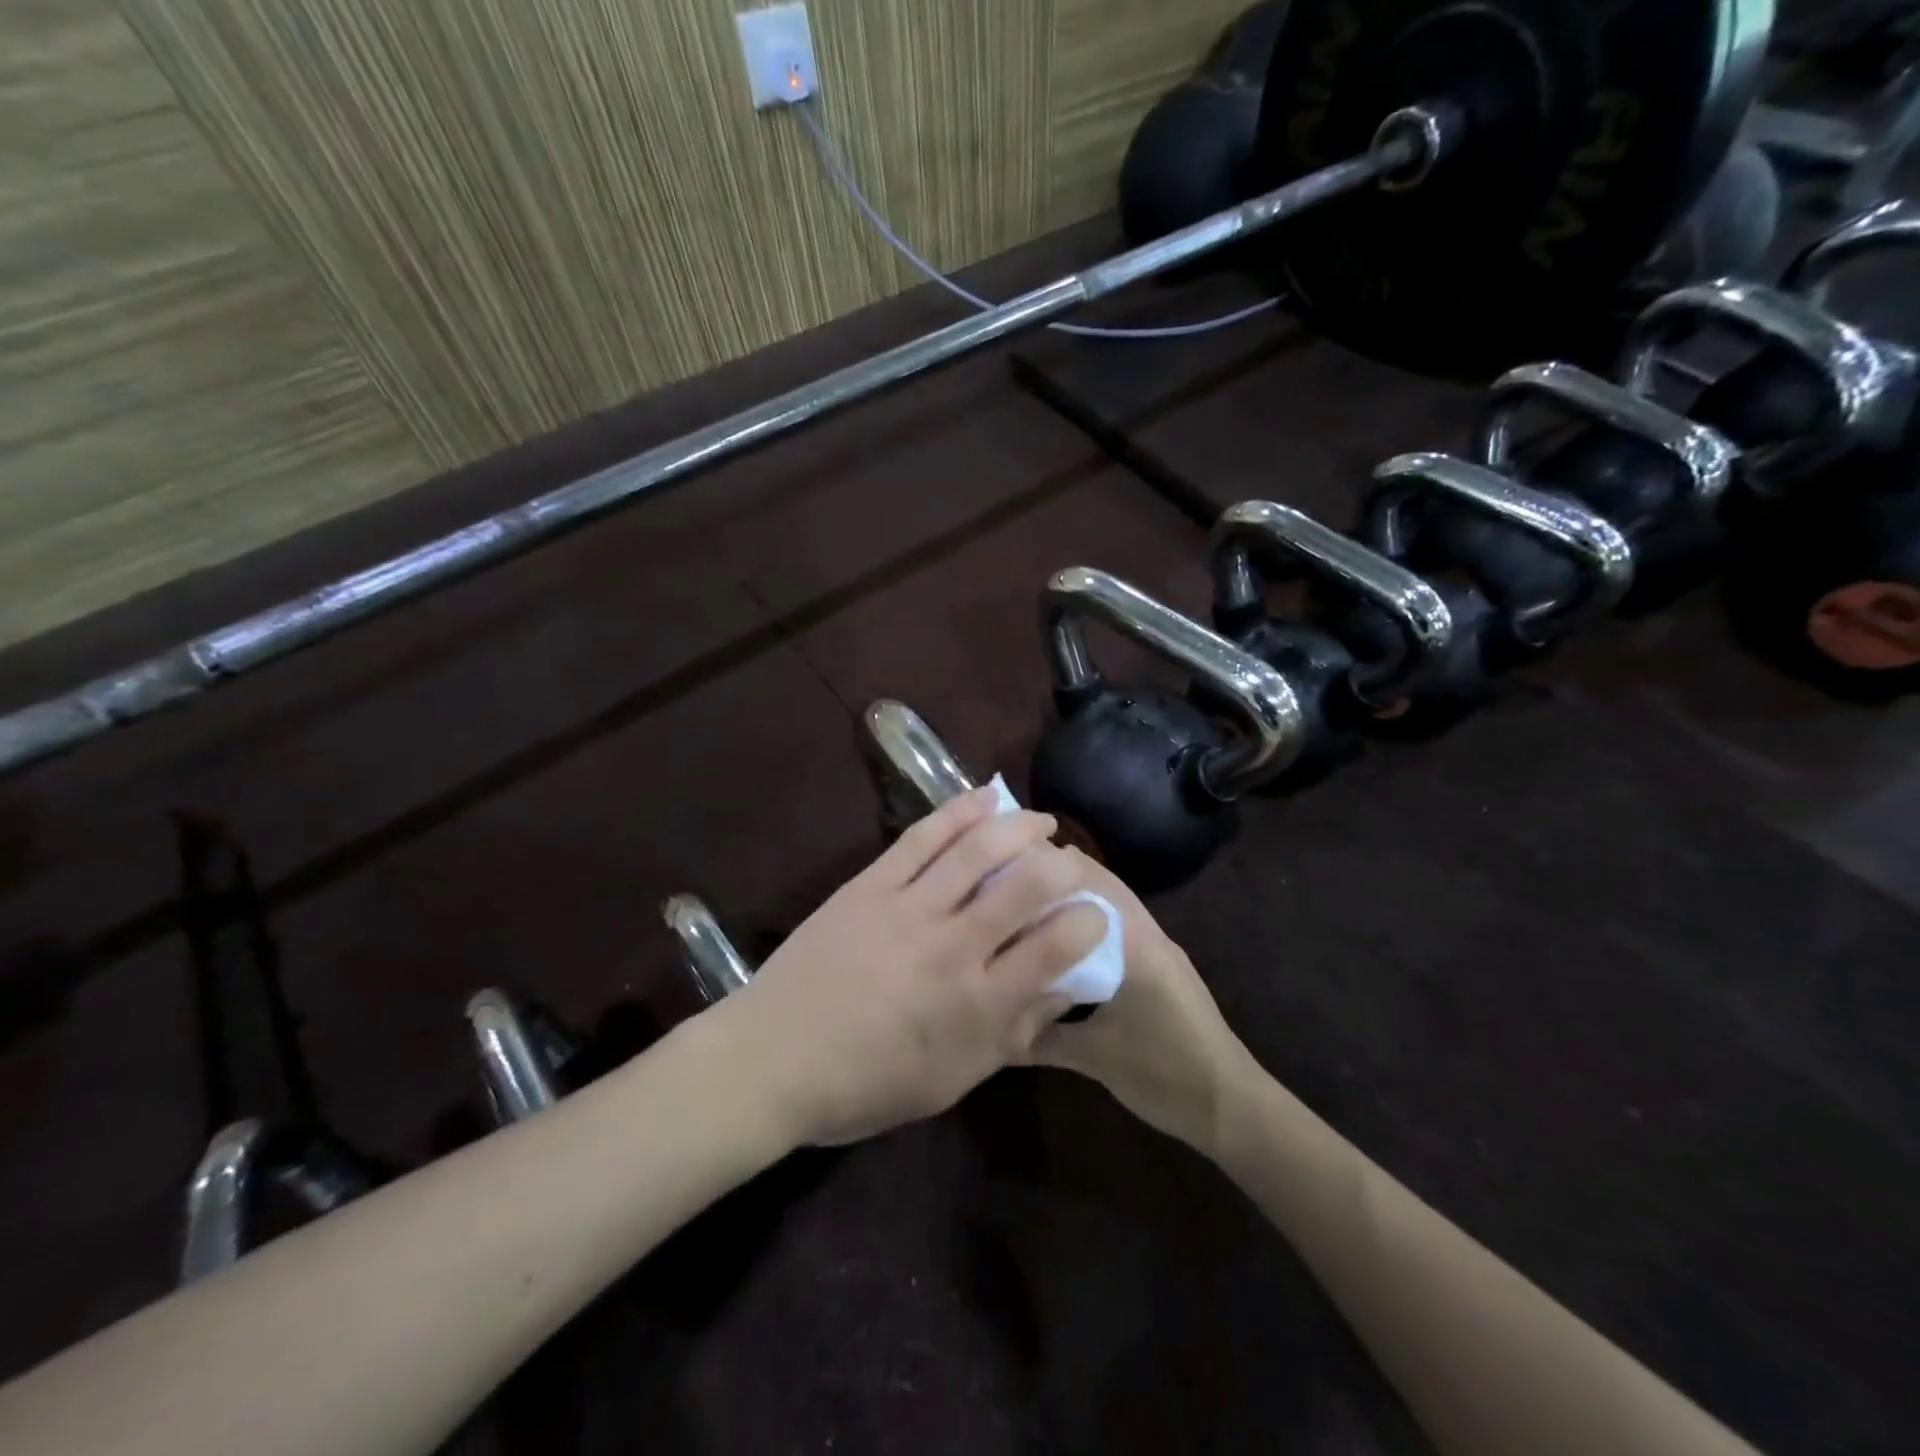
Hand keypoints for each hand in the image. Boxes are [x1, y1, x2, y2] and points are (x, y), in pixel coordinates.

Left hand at [713, 788, 1108, 1146]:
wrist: (772, 1059)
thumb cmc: (864, 1086)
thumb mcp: (951, 1080)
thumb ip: (1010, 1034)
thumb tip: (1060, 989)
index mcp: (976, 1006)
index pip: (1055, 950)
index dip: (1088, 923)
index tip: (1094, 914)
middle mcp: (950, 948)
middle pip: (1024, 888)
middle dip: (1061, 866)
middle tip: (1069, 861)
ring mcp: (907, 909)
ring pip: (976, 851)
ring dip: (1019, 827)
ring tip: (1040, 822)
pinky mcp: (869, 885)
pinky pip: (922, 837)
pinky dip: (959, 812)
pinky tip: (986, 799)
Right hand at [1031, 851, 1260, 1155]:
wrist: (1230, 1107)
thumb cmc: (1164, 1074)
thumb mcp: (1095, 1058)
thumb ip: (1041, 1038)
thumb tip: (993, 1024)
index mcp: (1136, 944)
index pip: (1091, 883)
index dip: (1051, 868)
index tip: (1007, 866)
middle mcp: (1149, 935)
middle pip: (1101, 887)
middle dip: (1058, 879)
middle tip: (1007, 880)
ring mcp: (1160, 951)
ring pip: (1111, 908)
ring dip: (1074, 901)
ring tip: (1026, 904)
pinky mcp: (1162, 970)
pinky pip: (1120, 931)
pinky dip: (1089, 926)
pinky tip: (1060, 944)